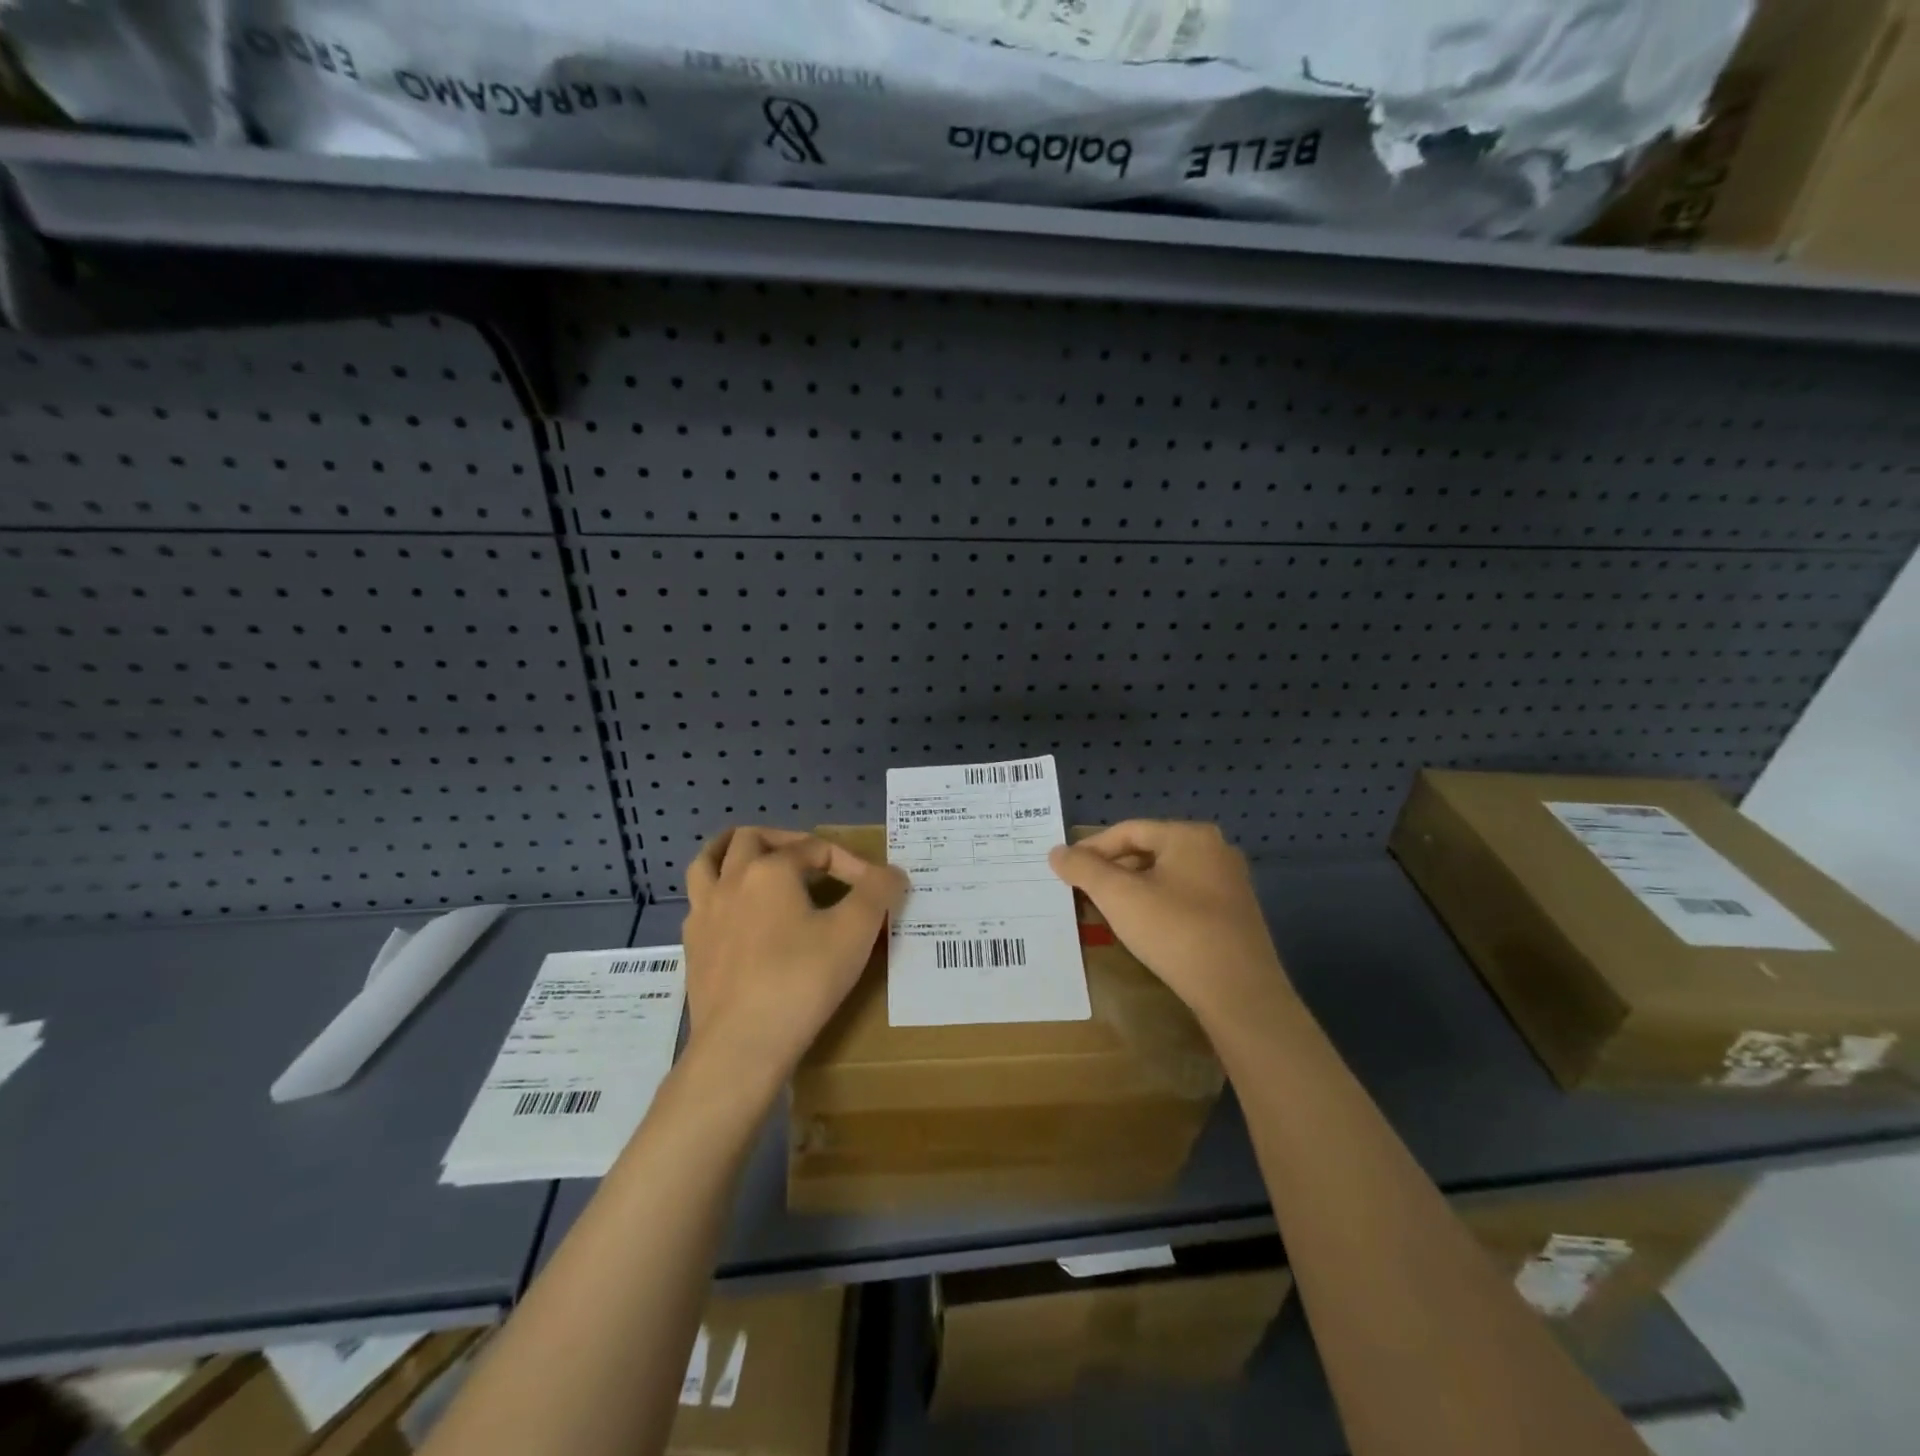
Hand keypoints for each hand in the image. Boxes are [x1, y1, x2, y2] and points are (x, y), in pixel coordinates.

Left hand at [682, 827, 907, 1086]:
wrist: (743, 1045)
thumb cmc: (802, 981)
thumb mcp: (855, 932)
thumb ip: (878, 893)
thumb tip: (892, 873)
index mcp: (770, 870)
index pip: (816, 849)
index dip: (851, 864)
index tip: (875, 891)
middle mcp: (731, 881)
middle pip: (752, 838)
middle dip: (785, 840)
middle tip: (811, 859)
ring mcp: (705, 913)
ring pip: (707, 861)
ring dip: (733, 852)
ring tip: (756, 861)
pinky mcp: (693, 947)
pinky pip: (700, 902)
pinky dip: (719, 893)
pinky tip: (737, 914)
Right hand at [1049, 821, 1287, 1024]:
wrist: (1239, 993)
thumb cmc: (1175, 932)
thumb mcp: (1119, 897)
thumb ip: (1084, 869)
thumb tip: (1056, 852)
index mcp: (1190, 836)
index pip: (1128, 831)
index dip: (1092, 848)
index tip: (1065, 870)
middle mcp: (1215, 850)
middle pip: (1148, 850)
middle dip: (1112, 869)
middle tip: (1083, 890)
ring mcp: (1230, 883)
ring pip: (1166, 875)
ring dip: (1133, 888)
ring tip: (1106, 909)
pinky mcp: (1235, 914)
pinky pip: (1185, 896)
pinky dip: (1157, 904)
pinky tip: (1143, 927)